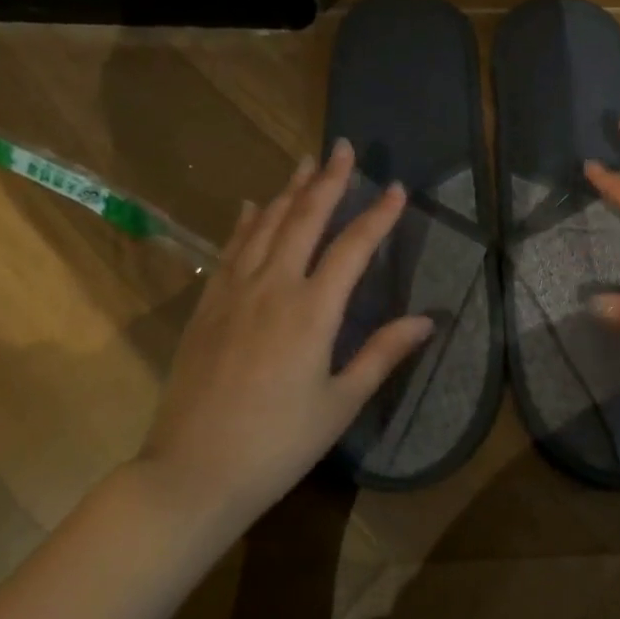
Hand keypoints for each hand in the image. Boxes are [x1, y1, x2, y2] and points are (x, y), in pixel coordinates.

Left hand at [141, 140, 433, 523]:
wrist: (193, 471)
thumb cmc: (278, 444)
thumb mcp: (340, 403)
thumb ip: (382, 354)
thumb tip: (427, 319)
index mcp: (312, 311)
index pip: (353, 247)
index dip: (378, 215)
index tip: (396, 187)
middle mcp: (273, 287)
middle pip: (305, 220)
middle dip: (328, 180)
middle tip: (343, 147)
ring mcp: (234, 292)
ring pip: (265, 226)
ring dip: (288, 190)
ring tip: (305, 162)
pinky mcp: (208, 306)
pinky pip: (231, 249)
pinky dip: (245, 222)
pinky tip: (251, 205)